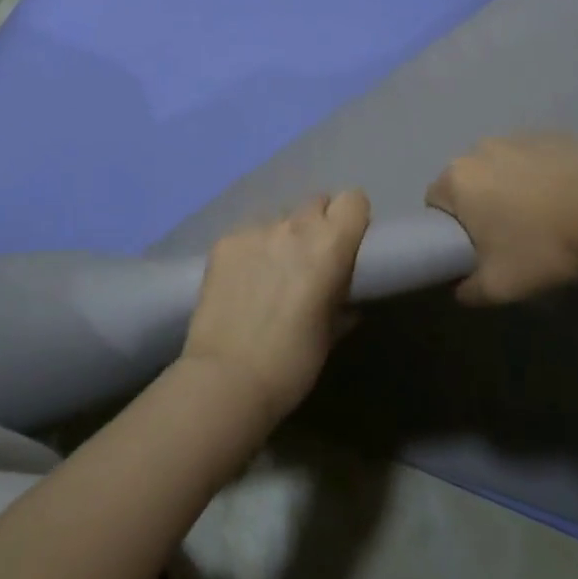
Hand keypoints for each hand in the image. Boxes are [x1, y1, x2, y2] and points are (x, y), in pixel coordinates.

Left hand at [181, 191, 370, 425]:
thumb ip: (342, 301)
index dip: (352, 218)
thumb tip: (345, 296)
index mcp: (330, 246)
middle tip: (310, 258)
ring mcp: (255, 229)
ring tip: (271, 271)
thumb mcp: (330, 333)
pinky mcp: (224, 240)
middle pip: (316, 202)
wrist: (226, 378)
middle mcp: (294, 226)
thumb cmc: (292, 362)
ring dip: (283, 235)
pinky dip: (252, 248)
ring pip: (279, 217)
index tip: (348, 241)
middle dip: (318, 224)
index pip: (353, 200)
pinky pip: (248, 232)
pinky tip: (243, 279)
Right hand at [425, 135, 577, 304]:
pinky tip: (567, 199)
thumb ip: (469, 290)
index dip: (451, 228)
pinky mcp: (554, 134)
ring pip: (502, 167)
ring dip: (511, 188)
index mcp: (457, 179)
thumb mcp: (501, 286)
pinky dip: (542, 175)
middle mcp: (480, 149)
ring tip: (543, 218)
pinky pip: (535, 158)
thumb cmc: (545, 246)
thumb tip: (460, 288)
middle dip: (482, 205)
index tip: (476, 248)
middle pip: (469, 181)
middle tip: (510, 237)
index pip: (435, 202)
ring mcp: (519, 136)